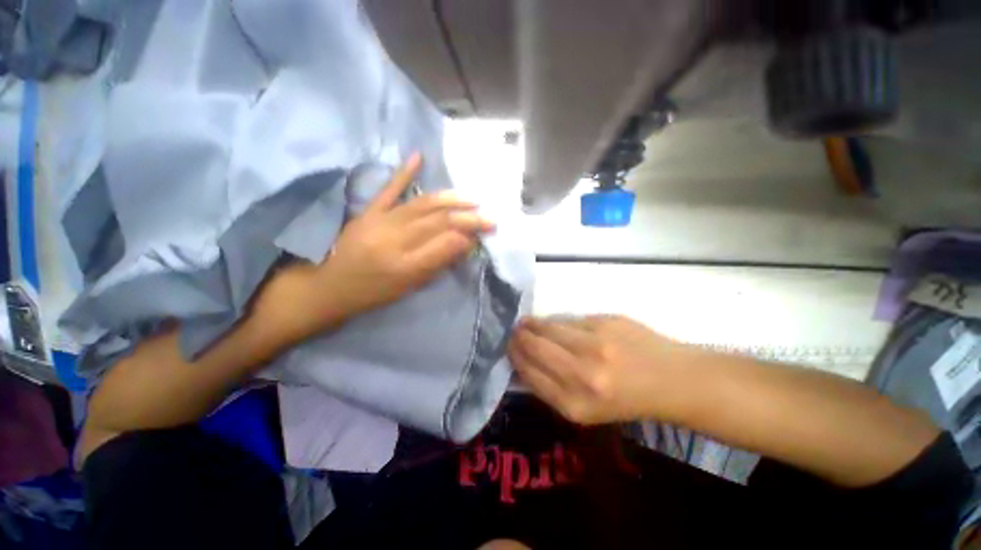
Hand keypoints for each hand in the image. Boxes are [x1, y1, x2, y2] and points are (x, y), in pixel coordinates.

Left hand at [255, 153, 492, 342]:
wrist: (329, 287)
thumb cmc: (373, 294)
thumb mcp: (409, 288)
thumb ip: (437, 263)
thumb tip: (464, 243)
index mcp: (406, 265)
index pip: (445, 244)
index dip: (468, 236)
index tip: (485, 233)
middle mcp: (395, 240)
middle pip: (438, 222)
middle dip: (468, 218)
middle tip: (489, 217)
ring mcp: (380, 221)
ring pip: (423, 205)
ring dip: (450, 200)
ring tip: (472, 199)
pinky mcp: (368, 211)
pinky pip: (389, 189)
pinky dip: (404, 173)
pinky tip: (418, 156)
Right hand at [508, 315, 694, 424]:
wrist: (672, 380)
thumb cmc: (626, 399)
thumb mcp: (585, 409)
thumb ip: (551, 387)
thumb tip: (523, 362)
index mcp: (575, 403)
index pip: (529, 374)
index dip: (515, 357)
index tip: (508, 348)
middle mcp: (582, 374)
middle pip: (534, 347)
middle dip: (518, 337)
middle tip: (514, 331)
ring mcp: (595, 344)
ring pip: (548, 327)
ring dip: (532, 324)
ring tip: (526, 323)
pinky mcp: (605, 322)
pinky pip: (569, 319)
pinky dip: (556, 321)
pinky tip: (554, 323)